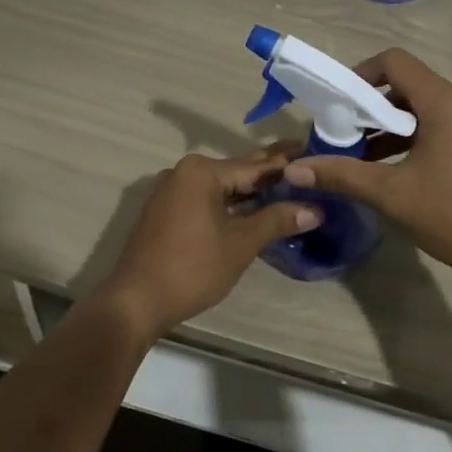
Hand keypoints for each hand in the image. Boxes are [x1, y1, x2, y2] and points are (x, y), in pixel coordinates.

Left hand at [92, 152, 318, 342]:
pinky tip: (252, 210)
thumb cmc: (192, 268)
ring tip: (286, 189)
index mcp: (202, 172)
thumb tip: (315, 209)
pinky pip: (205, 200)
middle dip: (269, 173)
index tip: (312, 151)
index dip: (286, 164)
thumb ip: (276, 220)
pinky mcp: (165, 213)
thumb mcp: (240, 244)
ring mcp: (171, 192)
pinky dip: (230, 204)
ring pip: (221, 188)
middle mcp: (183, 173)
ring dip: (250, 192)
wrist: (136, 301)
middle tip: (305, 165)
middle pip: (236, 173)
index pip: (254, 166)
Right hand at [284, 48, 451, 291]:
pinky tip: (394, 169)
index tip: (337, 104)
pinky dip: (414, 138)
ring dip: (391, 126)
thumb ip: (342, 175)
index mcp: (444, 101)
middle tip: (342, 134)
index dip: (360, 75)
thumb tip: (293, 170)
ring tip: (361, 156)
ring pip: (425, 109)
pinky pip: (443, 126)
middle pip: (408, 85)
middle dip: (371, 106)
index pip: (395, 62)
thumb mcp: (392, 194)